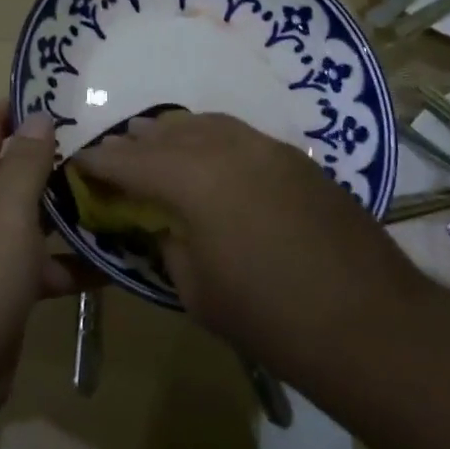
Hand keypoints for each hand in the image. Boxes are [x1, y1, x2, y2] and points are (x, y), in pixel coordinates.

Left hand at [0, 103, 91, 435]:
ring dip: (72, 208)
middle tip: (113, 147)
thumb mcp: (6, 210)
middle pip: (16, 166)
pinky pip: (42, 260)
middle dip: (60, 158)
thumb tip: (39, 116)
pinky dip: (72, 260)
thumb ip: (26, 160)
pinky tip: (116, 260)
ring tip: (124, 194)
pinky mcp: (4, 284)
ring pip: (33, 213)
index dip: (27, 107)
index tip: (75, 101)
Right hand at [73, 111, 424, 355]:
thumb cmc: (270, 317)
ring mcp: (268, 148)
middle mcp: (228, 148)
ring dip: (176, 132)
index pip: (132, 161)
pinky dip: (213, 138)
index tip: (80, 159)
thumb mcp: (197, 290)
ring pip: (208, 125)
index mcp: (194, 179)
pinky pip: (240, 136)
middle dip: (137, 141)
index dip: (101, 161)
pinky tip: (210, 154)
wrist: (370, 323)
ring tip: (155, 137)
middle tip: (114, 147)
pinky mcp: (297, 160)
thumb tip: (165, 223)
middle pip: (169, 134)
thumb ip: (170, 244)